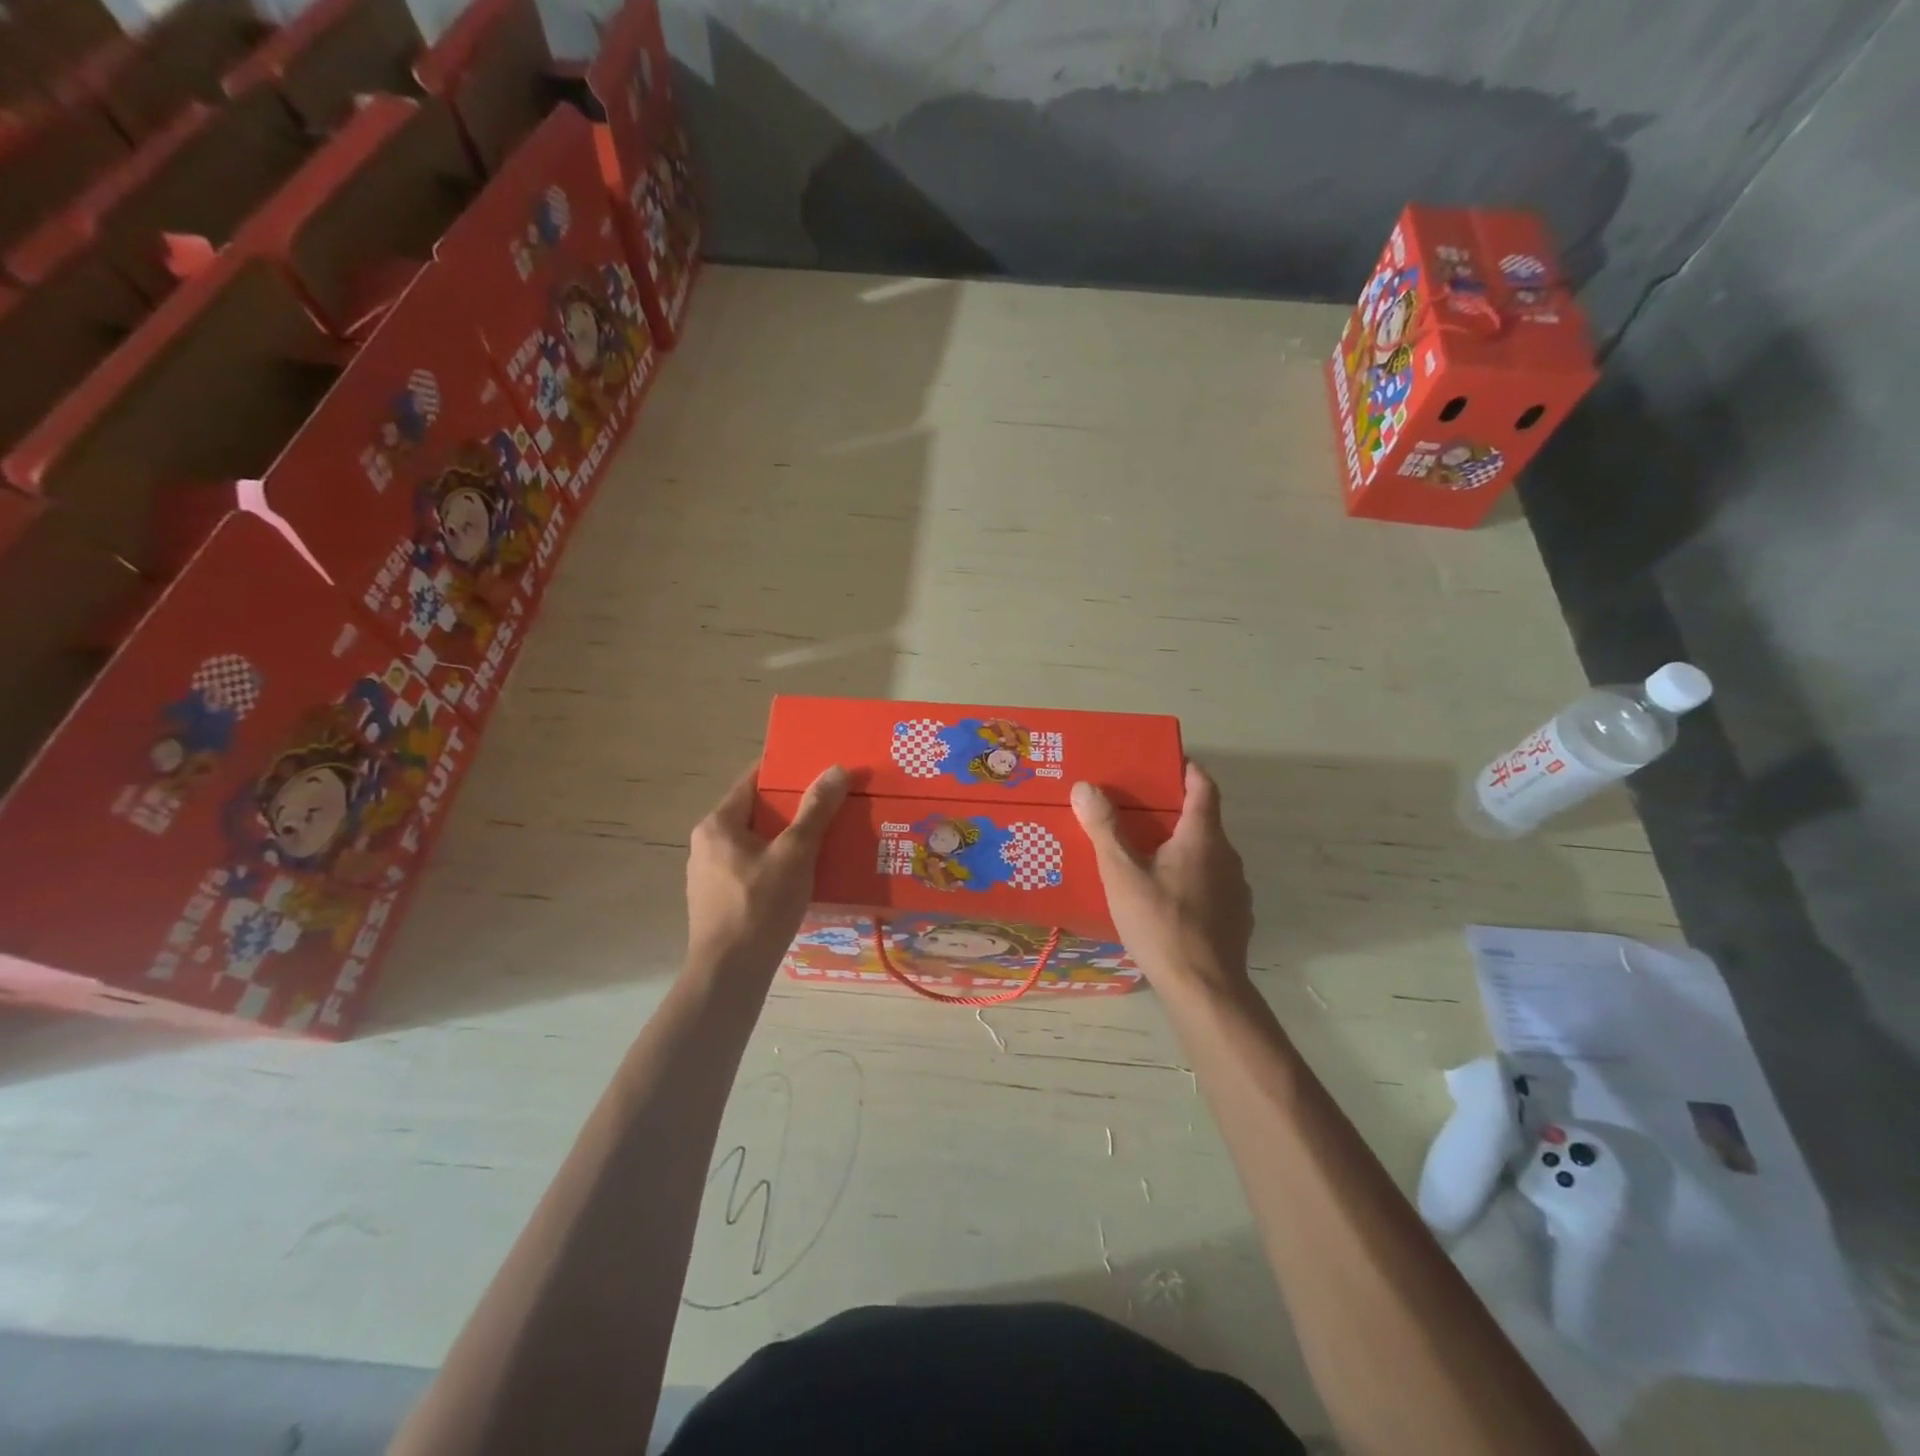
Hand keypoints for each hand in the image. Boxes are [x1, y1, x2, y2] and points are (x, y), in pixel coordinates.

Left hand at [686, 762, 848, 978]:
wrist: (729, 974)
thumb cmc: (759, 906)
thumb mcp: (795, 854)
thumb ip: (816, 811)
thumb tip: (837, 769)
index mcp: (718, 824)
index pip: (752, 781)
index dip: (785, 771)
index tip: (818, 768)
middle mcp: (707, 844)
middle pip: (756, 812)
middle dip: (793, 808)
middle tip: (831, 803)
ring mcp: (710, 875)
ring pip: (756, 843)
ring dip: (788, 838)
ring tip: (825, 837)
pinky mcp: (720, 900)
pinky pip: (754, 868)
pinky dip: (778, 864)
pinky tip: (805, 874)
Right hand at [1072, 762, 1251, 993]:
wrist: (1205, 989)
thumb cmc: (1161, 924)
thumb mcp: (1122, 874)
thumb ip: (1104, 829)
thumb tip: (1085, 786)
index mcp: (1203, 838)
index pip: (1204, 787)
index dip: (1187, 769)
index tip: (1165, 761)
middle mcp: (1227, 857)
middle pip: (1203, 821)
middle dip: (1173, 812)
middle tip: (1136, 813)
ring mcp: (1236, 890)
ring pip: (1206, 856)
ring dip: (1181, 849)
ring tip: (1146, 858)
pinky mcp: (1236, 918)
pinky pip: (1211, 885)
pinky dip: (1190, 880)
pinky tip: (1165, 900)